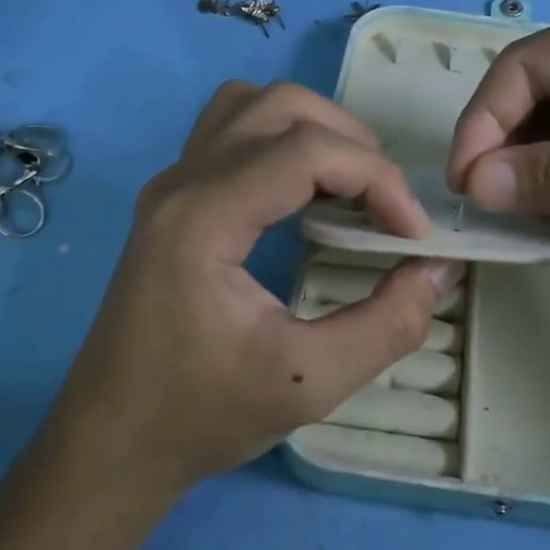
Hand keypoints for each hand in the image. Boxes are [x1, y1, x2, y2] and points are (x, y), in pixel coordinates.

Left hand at [58, 81, 461, 499]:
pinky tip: (304, 196)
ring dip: (313, 130)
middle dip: (351, 142)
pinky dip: (281, 142)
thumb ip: (387, 325)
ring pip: (252, 106)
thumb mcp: (308, 383)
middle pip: (281, 106)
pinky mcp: (172, 199)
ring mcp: (171, 185)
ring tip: (350, 186)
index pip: (306, 150)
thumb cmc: (200, 416)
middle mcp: (182, 182)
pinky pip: (232, 132)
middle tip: (385, 203)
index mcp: (203, 218)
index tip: (414, 234)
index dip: (377, 178)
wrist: (110, 444)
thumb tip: (439, 269)